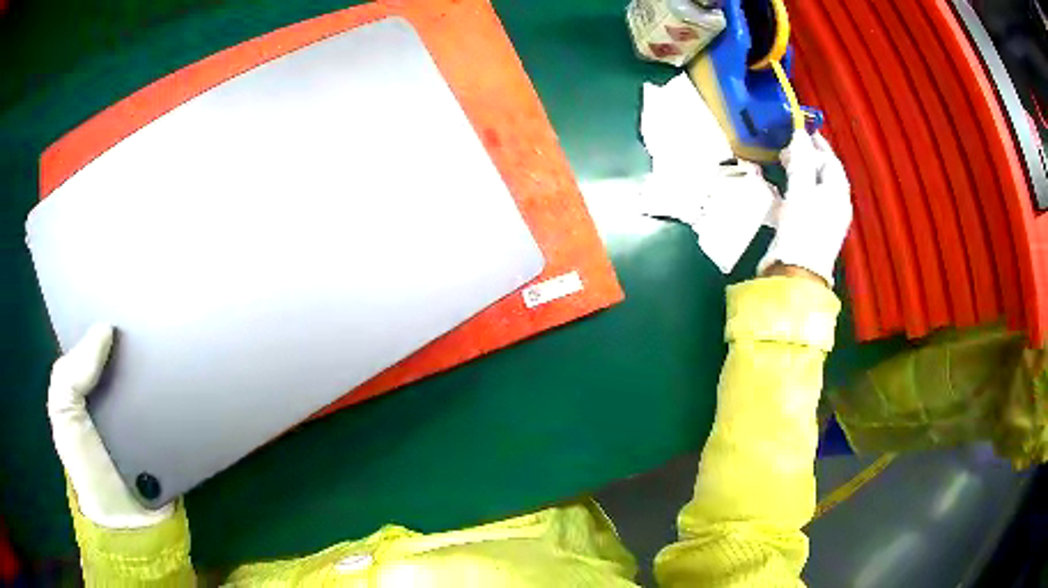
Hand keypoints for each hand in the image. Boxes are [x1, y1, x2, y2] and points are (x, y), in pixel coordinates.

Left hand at [47, 324, 171, 528]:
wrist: (132, 523)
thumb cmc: (88, 468)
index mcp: (91, 381)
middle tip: (159, 307)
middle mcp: (119, 389)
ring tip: (181, 328)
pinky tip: (191, 366)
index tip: (128, 291)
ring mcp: (148, 410)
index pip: (100, 336)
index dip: (110, 312)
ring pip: (158, 373)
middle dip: (142, 332)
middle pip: (132, 350)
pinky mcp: (174, 429)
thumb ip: (70, 374)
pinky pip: (180, 400)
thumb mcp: (64, 416)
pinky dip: (184, 387)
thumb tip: (106, 328)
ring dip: (167, 358)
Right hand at [758, 130, 852, 284]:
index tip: (798, 129)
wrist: (796, 275)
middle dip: (806, 157)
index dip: (816, 144)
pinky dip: (792, 191)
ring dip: (798, 173)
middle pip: (822, 174)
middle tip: (786, 146)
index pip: (830, 160)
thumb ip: (800, 160)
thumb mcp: (801, 190)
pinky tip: (778, 190)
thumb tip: (799, 133)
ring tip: (781, 163)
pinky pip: (802, 203)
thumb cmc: (803, 229)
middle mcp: (833, 205)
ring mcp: (821, 219)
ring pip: (812, 188)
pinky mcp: (807, 231)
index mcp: (837, 193)